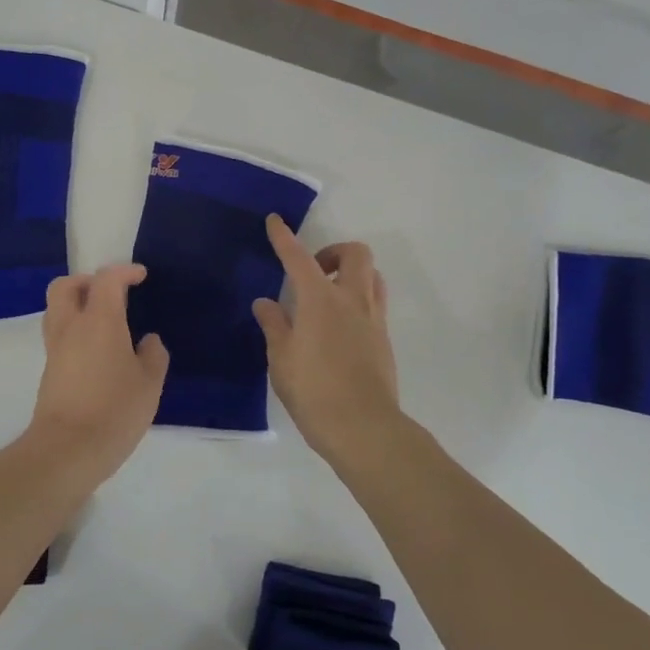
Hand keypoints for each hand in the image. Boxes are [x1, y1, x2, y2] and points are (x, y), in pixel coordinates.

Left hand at [28, 263, 169, 488]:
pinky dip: (74, 331)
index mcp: (99, 320)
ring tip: (103, 322)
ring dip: (76, 305)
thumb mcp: (149, 384)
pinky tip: (96, 352)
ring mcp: (55, 349)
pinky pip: (58, 336)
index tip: (140, 276)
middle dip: (86, 281)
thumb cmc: (114, 411)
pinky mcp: (49, 371)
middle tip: (111, 294)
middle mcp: (71, 327)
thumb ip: (153, 356)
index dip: (124, 272)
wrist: (67, 450)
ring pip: (56, 310)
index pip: (106, 280)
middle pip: (65, 286)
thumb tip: (148, 341)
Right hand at [253, 216, 401, 466]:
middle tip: (313, 270)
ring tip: (328, 295)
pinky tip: (339, 326)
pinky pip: (375, 303)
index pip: (298, 257)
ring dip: (351, 273)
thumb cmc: (313, 390)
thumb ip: (274, 325)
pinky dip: (358, 299)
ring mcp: (373, 319)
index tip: (275, 221)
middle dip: (333, 252)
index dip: (284, 237)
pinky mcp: (384, 340)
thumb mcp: (281, 358)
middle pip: (355, 254)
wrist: (363, 428)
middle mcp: (351, 300)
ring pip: (372, 276)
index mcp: (320, 299)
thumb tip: (266, 303)